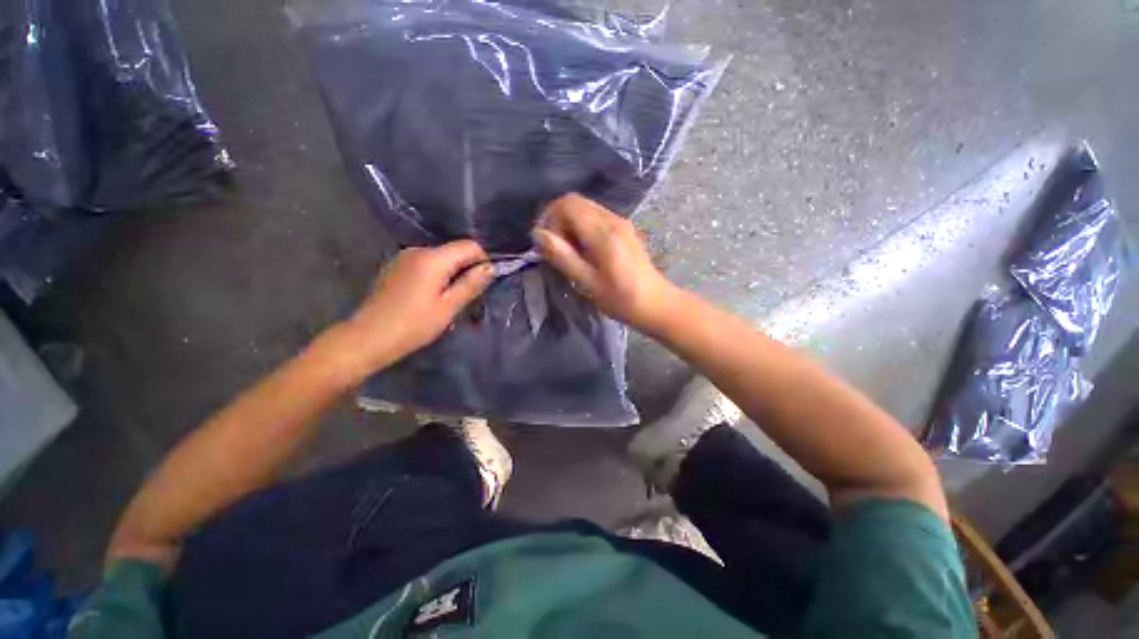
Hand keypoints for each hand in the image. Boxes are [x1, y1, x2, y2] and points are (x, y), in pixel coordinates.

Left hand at [341, 240, 493, 376]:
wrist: (367, 338)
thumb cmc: (413, 325)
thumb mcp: (448, 307)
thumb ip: (471, 284)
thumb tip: (491, 267)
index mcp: (432, 258)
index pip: (470, 246)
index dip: (483, 260)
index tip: (484, 282)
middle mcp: (417, 250)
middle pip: (454, 251)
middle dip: (467, 268)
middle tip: (469, 296)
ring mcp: (404, 257)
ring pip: (441, 258)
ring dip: (452, 273)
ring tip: (449, 299)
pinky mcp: (395, 266)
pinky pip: (425, 264)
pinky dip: (436, 275)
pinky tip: (430, 296)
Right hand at [533, 193, 677, 330]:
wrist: (656, 303)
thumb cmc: (621, 300)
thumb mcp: (588, 283)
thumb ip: (564, 257)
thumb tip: (538, 234)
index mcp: (604, 233)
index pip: (568, 204)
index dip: (550, 218)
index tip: (547, 243)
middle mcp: (613, 220)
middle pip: (575, 201)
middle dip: (558, 219)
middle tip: (555, 248)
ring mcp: (621, 221)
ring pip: (585, 207)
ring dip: (570, 223)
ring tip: (569, 251)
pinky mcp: (624, 228)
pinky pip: (596, 215)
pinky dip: (582, 226)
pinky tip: (584, 249)